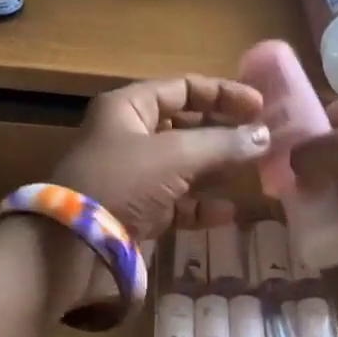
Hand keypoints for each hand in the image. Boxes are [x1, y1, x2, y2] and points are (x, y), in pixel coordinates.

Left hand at [44, 76, 268, 313]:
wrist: (73, 248)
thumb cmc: (121, 183)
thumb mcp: (175, 156)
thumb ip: (222, 144)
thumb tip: (264, 136)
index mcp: (129, 108)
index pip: (183, 88)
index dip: (222, 94)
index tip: (260, 106)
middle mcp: (130, 136)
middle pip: (185, 125)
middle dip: (223, 131)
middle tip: (262, 138)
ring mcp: (133, 175)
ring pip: (184, 164)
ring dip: (217, 167)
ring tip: (253, 171)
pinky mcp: (137, 211)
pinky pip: (177, 201)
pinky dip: (201, 205)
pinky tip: (228, 212)